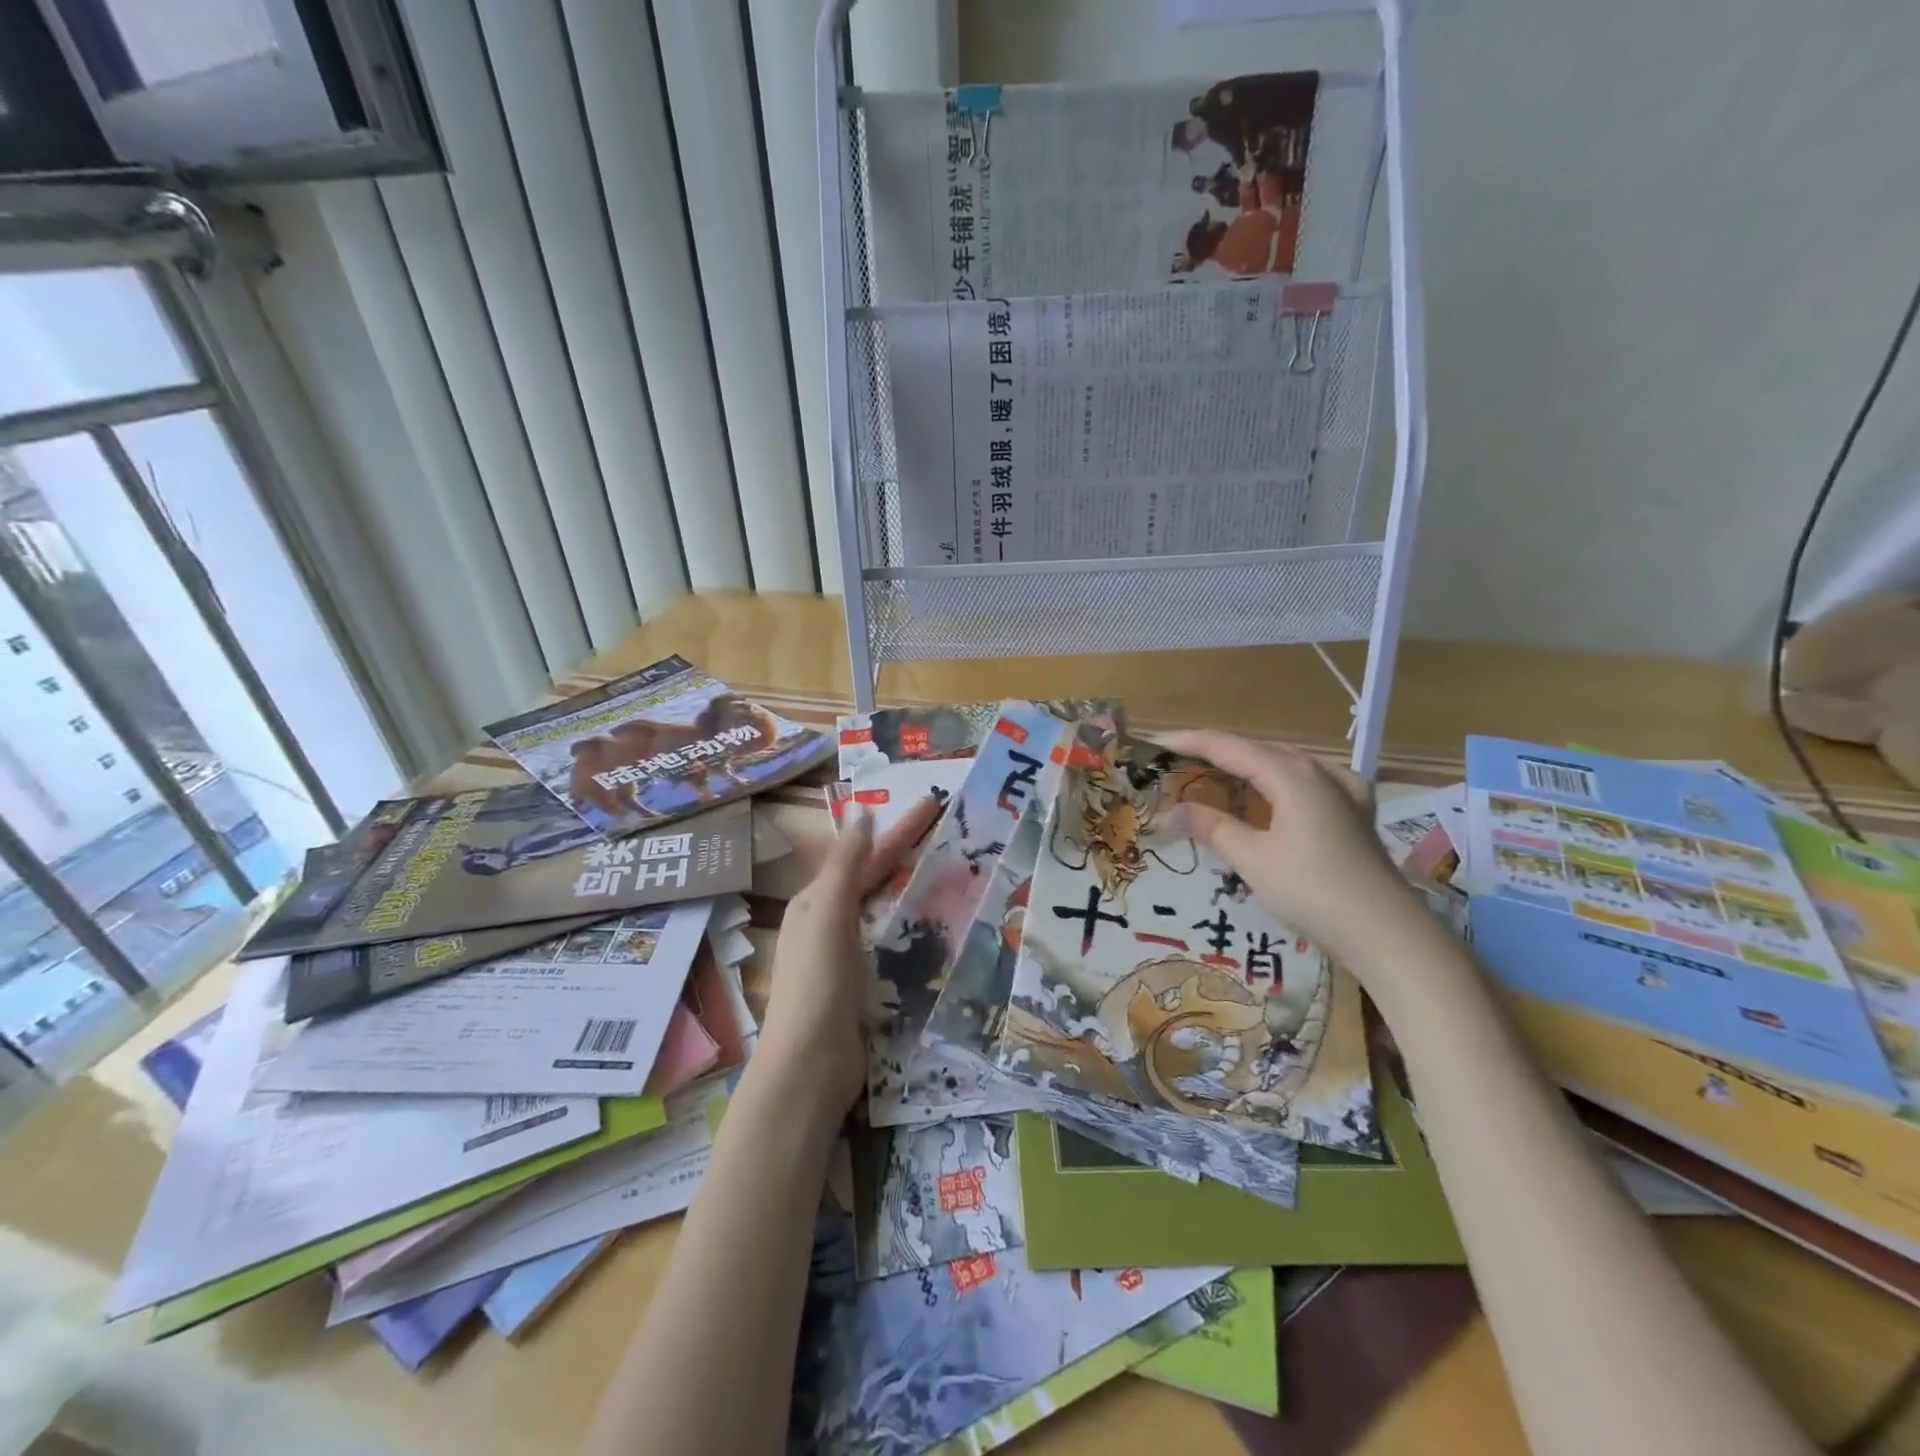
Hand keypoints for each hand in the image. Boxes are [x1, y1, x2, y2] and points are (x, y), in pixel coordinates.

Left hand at [752, 796, 943, 1122]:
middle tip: (949, 834)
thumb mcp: (828, 916)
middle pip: (875, 879)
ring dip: (913, 890)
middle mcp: (828, 924)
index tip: (933, 803)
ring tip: (953, 875)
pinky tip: (938, 929)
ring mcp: (846, 957)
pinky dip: (914, 929)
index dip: (899, 829)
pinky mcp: (864, 985)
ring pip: (886, 911)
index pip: (866, 855)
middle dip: (907, 855)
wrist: (810, 1067)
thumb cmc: (818, 984)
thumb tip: (862, 814)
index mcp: (817, 902)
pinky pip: (893, 944)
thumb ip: (846, 866)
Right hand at [1156, 730, 1421, 968]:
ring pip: (1282, 764)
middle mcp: (1316, 770)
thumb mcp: (1253, 859)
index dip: (1185, 742)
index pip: (1226, 746)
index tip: (1151, 744)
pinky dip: (1281, 781)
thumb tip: (1169, 811)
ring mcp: (1342, 788)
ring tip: (1214, 776)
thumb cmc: (1312, 890)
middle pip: (1254, 750)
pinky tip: (1281, 791)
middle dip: (1213, 754)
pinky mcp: (1355, 810)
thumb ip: (1211, 827)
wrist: (1385, 931)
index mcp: (1289, 774)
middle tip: (1174, 765)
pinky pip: (1309, 780)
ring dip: (1245, 767)